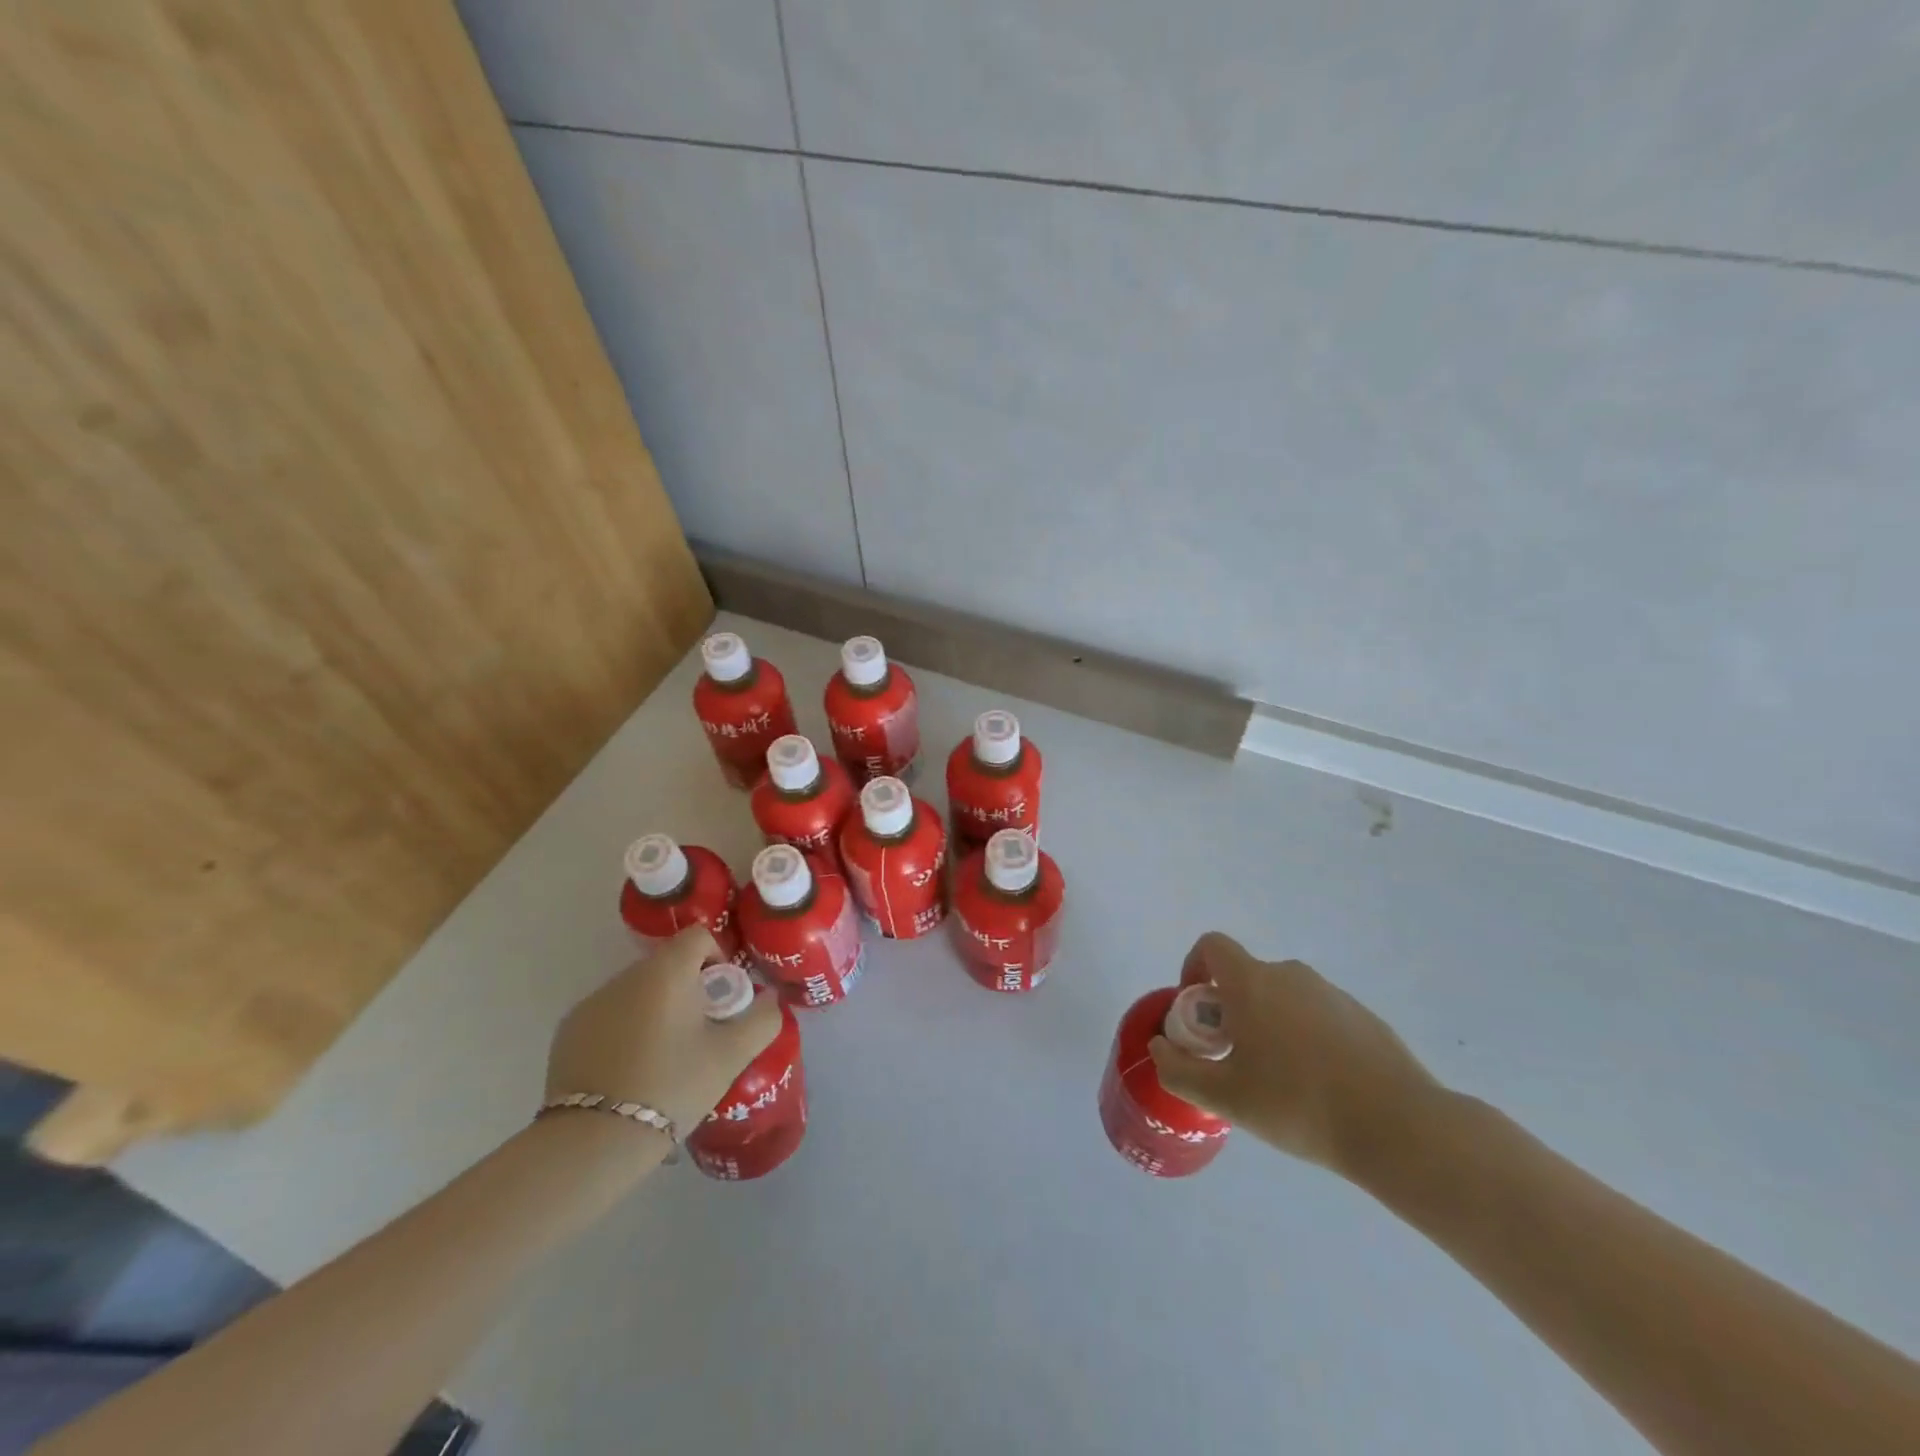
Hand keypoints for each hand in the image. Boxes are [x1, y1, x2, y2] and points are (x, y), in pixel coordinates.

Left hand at [545, 928, 781, 1139]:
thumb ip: (762, 1019)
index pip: (699, 936)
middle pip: (668, 964)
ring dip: (656, 1008)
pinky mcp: (568, 1031)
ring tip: (664, 1056)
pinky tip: (630, 1071)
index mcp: (667, 972)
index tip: (722, 996)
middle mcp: (626, 976)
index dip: (717, 957)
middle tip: (700, 1032)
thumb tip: (771, 999)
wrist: (594, 1141)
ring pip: (638, 991)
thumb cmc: (672, 1086)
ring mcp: (592, 1002)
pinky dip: (625, 1029)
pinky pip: (609, 1015)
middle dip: (689, 988)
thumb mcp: (732, 1056)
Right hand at [1148, 932, 1439, 1182]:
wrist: (1398, 1127)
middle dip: (1230, 1010)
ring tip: (1279, 1083)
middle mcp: (1290, 975)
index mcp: (1252, 982)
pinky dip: (1305, 1038)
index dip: (1193, 969)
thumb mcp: (1225, 1098)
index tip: (1197, 1013)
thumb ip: (1179, 1070)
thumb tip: (1160, 1046)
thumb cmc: (1298, 1104)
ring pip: (1282, 998)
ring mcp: (1331, 993)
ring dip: (1268, 1025)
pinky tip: (1319, 1088)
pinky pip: (1316, 1016)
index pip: (1211, 946)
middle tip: (1234, 1060)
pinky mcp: (1363, 1017)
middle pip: (1245, 977)